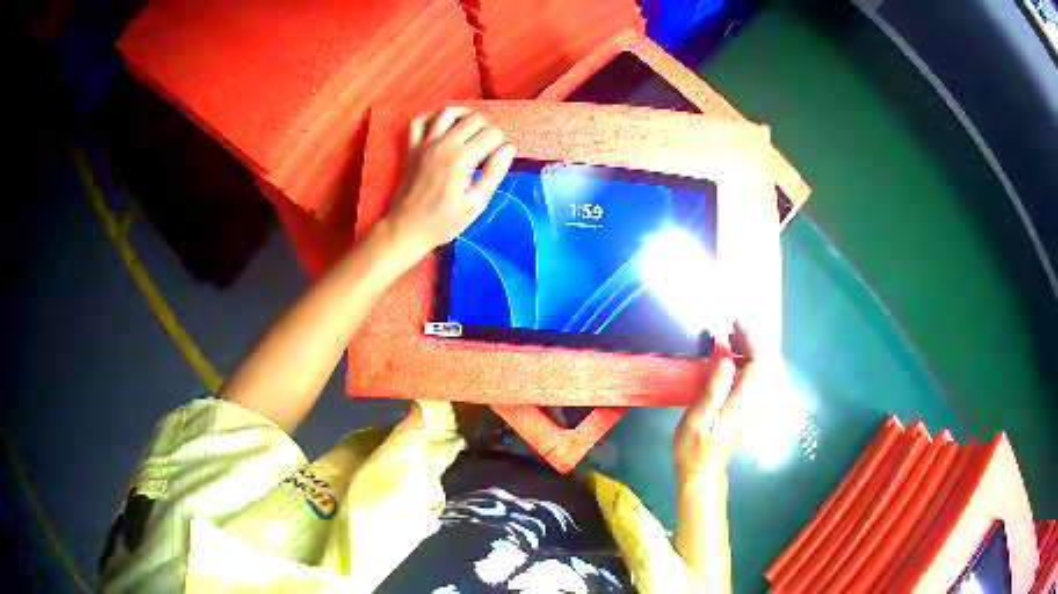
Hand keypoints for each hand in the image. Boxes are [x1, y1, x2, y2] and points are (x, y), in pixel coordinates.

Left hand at [384, 107, 515, 256]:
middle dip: (487, 129)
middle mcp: (443, 144)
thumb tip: (509, 148)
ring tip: (470, 129)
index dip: (501, 143)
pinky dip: (432, 117)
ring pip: (448, 111)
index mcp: (461, 159)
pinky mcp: (411, 148)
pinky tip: (442, 126)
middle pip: (474, 119)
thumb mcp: (476, 204)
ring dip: (464, 115)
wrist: (406, 229)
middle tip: (487, 147)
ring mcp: (424, 143)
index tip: (497, 159)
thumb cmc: (443, 222)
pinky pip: (419, 120)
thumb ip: (494, 173)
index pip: (492, 133)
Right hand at [673, 323, 761, 478]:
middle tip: (731, 328)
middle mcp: (757, 400)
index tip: (734, 322)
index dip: (752, 336)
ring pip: (767, 367)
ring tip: (730, 338)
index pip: (761, 360)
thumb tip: (727, 360)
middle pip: (769, 360)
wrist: (703, 474)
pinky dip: (751, 359)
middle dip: (755, 338)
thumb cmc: (695, 450)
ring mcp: (756, 403)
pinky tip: (734, 358)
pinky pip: (760, 375)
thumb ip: (713, 390)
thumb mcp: (697, 421)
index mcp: (745, 401)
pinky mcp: (751, 406)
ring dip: (753, 347)